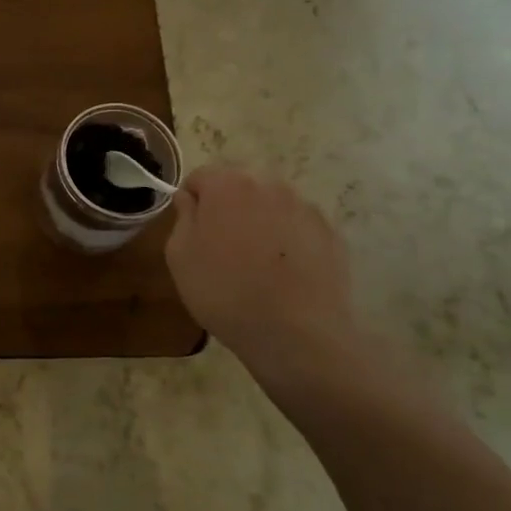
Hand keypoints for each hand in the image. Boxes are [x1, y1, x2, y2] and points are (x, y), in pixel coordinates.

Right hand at [165, 164, 365, 396]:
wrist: (294, 333)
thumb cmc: (224, 291)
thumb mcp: (179, 255)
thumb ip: (183, 216)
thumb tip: (190, 199)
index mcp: (228, 185)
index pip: (201, 176)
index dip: (192, 201)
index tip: (191, 231)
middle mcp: (269, 185)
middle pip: (240, 186)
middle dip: (228, 208)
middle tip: (221, 247)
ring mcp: (305, 208)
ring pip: (272, 205)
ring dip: (259, 222)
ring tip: (255, 263)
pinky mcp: (331, 234)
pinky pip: (298, 227)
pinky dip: (288, 240)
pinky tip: (283, 274)